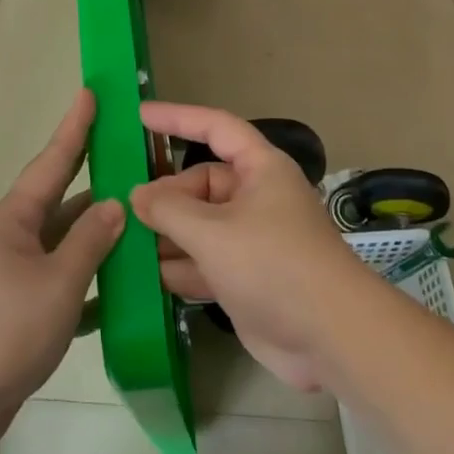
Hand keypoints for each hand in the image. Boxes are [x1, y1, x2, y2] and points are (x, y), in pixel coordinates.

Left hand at [0, 90, 123, 453]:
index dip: (74, 128)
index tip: (90, 94)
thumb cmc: (3, 331)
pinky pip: (60, 281)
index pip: (52, 162)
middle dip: (92, 178)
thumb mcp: (57, 283)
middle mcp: (11, 238)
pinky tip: (121, 289)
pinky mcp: (17, 309)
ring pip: (63, 243)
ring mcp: (13, 275)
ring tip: (138, 219)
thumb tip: (114, 204)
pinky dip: (88, 281)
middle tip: (127, 153)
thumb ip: (90, 242)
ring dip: (96, 236)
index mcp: (13, 220)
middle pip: (60, 200)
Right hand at [131, 102, 377, 392]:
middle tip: (123, 211)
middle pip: (199, 184)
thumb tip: (137, 195)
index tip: (139, 115)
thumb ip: (169, 209)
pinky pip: (202, 261)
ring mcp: (249, 240)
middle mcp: (254, 198)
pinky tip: (144, 277)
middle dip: (164, 197)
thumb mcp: (213, 232)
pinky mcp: (244, 278)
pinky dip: (177, 267)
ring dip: (165, 235)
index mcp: (259, 169)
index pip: (215, 128)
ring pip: (198, 225)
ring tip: (121, 241)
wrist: (331, 338)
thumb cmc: (273, 265)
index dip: (178, 118)